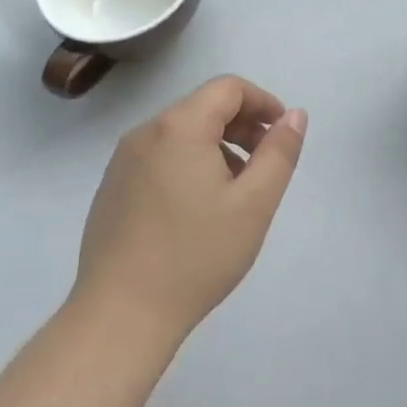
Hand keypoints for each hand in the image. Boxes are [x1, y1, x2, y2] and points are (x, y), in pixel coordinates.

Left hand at [73, 76, 306, 349]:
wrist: (119, 317)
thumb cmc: (195, 256)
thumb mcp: (254, 204)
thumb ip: (279, 152)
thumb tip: (294, 115)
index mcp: (179, 126)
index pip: (228, 88)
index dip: (262, 101)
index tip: (282, 132)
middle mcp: (146, 131)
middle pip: (204, 107)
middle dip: (242, 125)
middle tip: (266, 162)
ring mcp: (124, 160)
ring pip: (181, 132)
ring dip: (217, 146)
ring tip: (236, 190)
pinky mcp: (112, 187)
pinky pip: (159, 156)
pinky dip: (188, 163)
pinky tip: (198, 209)